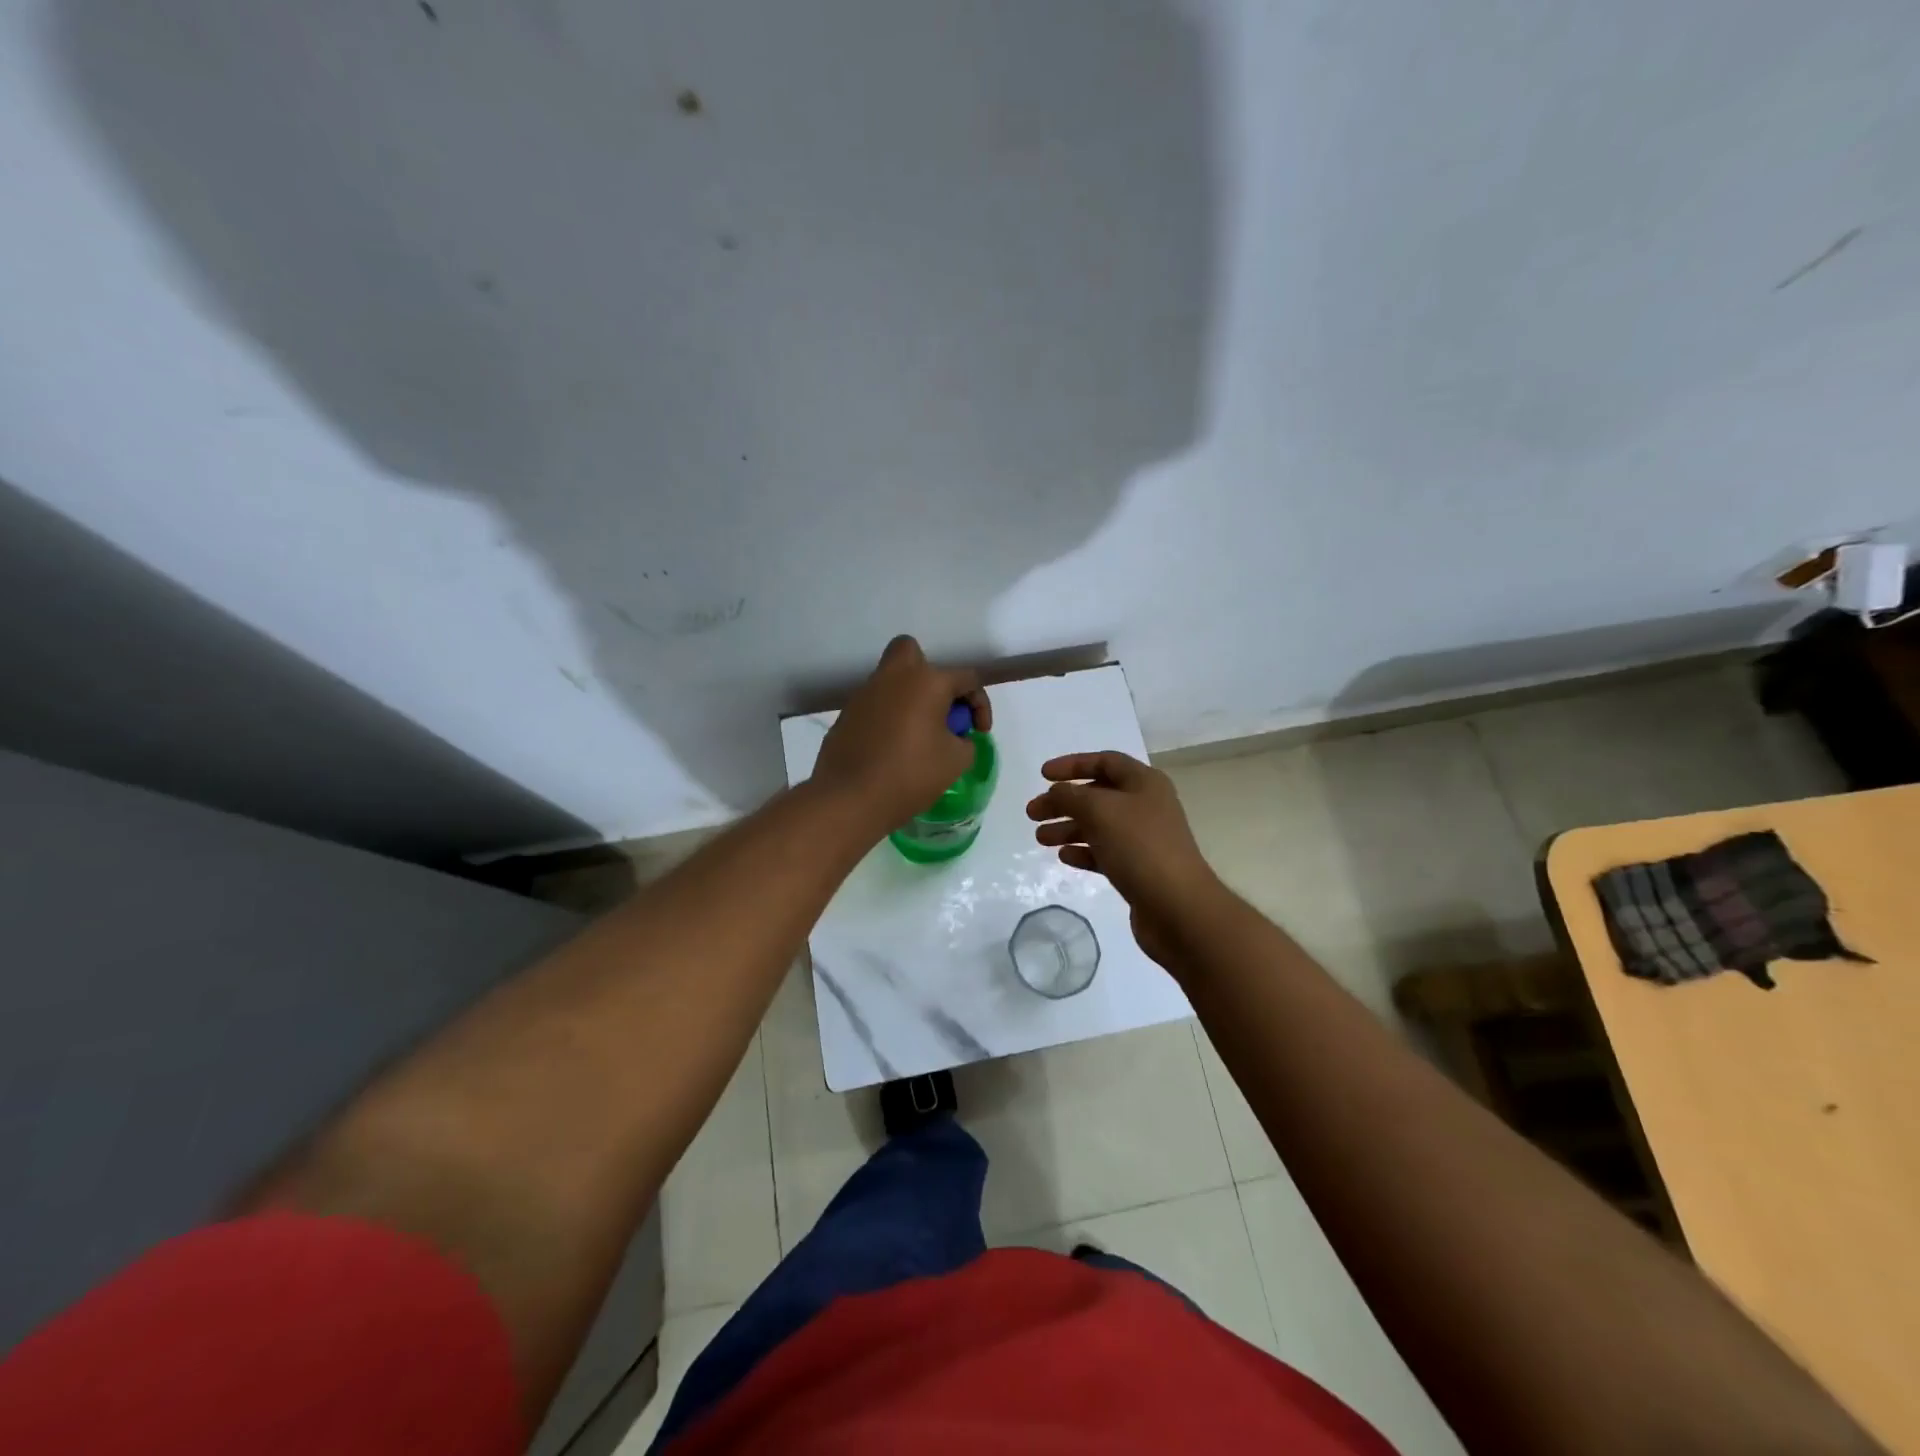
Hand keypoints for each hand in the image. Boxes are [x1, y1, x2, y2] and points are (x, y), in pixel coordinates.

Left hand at [812, 636, 991, 832]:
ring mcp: (864, 694)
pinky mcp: (846, 715)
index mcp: (927, 682)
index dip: (980, 705)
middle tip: (938, 706)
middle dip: (929, 673)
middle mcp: (893, 677)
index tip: (978, 733)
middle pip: (911, 651)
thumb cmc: (911, 774)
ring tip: (917, 735)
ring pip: (890, 680)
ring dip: (907, 698)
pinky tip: (891, 748)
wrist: (850, 798)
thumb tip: (955, 736)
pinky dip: (886, 718)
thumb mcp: (956, 761)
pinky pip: (873, 706)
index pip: (966, 678)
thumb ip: (964, 741)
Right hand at [1026, 751, 1223, 966]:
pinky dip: (1083, 852)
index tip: (1042, 776)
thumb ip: (1070, 795)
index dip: (1072, 765)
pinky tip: (1064, 858)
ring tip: (1040, 839)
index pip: (1104, 762)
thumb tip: (1057, 792)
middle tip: (1032, 813)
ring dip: (1068, 828)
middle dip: (1063, 802)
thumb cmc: (1139, 847)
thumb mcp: (1099, 810)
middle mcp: (1146, 806)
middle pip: (1097, 795)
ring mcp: (1143, 839)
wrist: (1177, 907)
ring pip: (1098, 826)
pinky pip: (1104, 853)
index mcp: (1144, 783)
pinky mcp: (1138, 869)